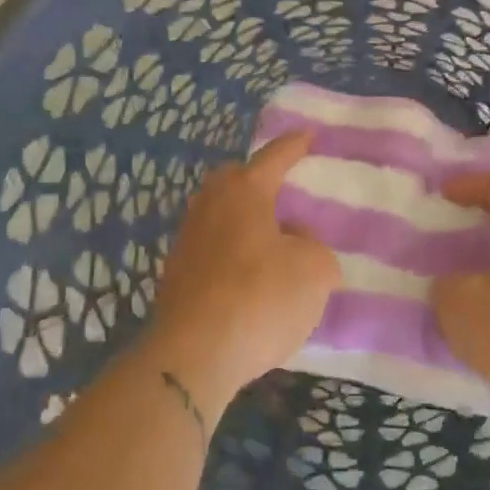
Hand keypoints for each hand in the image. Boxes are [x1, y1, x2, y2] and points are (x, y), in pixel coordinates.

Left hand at [148, 133, 340, 408]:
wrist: (195, 354)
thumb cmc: (261, 298)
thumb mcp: (314, 270)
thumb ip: (313, 246)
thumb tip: (293, 242)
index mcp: (244, 192)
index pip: (273, 158)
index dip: (294, 146)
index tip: (309, 134)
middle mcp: (209, 207)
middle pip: (233, 180)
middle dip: (257, 179)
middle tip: (281, 188)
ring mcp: (186, 242)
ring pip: (218, 215)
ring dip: (243, 220)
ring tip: (270, 237)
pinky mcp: (175, 277)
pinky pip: (210, 249)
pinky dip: (231, 252)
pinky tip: (248, 275)